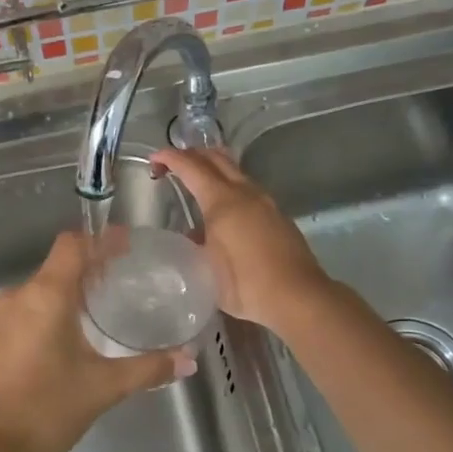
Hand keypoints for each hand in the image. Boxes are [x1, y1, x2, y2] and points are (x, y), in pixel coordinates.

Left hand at [0, 231, 194, 451]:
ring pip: (44, 288)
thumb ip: (147, 369)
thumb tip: (188, 360)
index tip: (129, 245)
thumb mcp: (102, 388)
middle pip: (60, 264)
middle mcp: (21, 295)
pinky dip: (56, 309)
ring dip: (74, 290)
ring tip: (107, 307)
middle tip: (128, 279)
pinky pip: (31, 307)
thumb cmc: (44, 407)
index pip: (73, 244)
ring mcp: (2, 316)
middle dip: (94, 267)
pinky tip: (76, 335)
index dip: (102, 239)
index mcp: (46, 294)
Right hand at [149, 148, 329, 332]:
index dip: (171, 158)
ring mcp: (266, 202)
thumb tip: (192, 236)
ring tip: (198, 181)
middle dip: (193, 155)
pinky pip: (249, 189)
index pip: (192, 167)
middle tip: (174, 164)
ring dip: (214, 168)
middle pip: (217, 159)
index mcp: (222, 201)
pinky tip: (226, 208)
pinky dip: (230, 186)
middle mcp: (245, 193)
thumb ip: (195, 247)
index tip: (154, 159)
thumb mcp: (206, 269)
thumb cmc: (245, 284)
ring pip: (236, 171)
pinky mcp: (278, 215)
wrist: (297, 296)